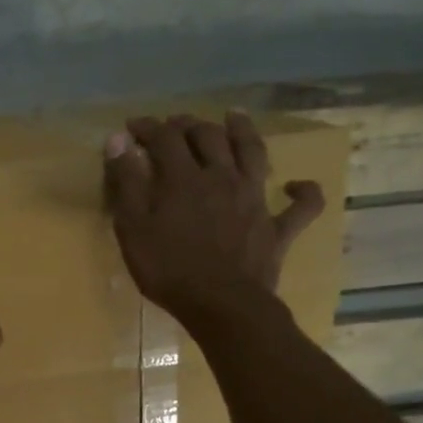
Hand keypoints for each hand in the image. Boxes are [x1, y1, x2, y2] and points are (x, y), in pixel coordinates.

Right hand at [104, 112, 325, 331]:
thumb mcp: (133, 226)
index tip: (131, 126)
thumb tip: (118, 139)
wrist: (222, 304)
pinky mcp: (277, 228)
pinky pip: (301, 206)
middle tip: (175, 124)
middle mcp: (222, 178)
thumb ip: (126, 181)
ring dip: (244, 131)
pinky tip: (297, 185)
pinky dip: (304, 192)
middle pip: (209, 138)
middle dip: (189, 125)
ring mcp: (255, 200)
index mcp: (183, 178)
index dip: (147, 127)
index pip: (164, 138)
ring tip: (234, 117)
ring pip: (254, 154)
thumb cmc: (168, 268)